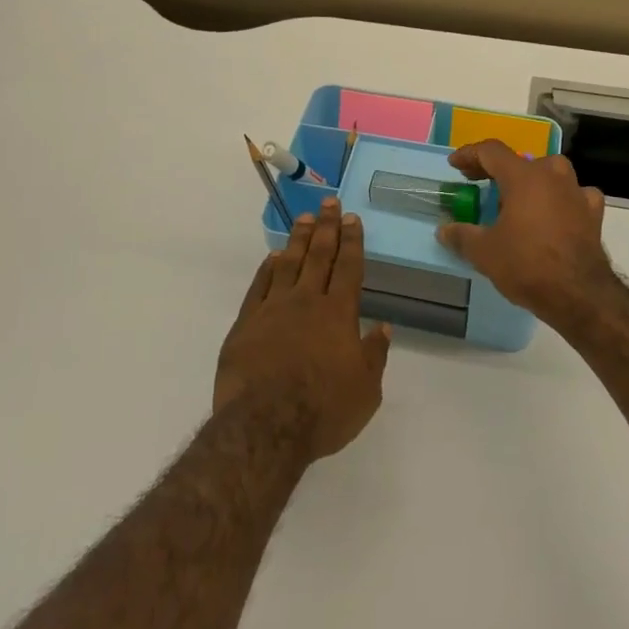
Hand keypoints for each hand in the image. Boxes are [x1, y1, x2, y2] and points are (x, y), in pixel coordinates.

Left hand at [216, 198, 392, 461]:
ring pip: (288, 263)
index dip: (352, 241)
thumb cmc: (323, 411)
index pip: (348, 267)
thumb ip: (374, 355)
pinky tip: (272, 257)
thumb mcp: (366, 391)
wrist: (264, 426)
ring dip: (298, 239)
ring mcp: (273, 309)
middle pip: (319, 255)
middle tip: (329, 203)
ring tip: (305, 219)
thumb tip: (383, 326)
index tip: (352, 218)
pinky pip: (259, 286)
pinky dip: (267, 268)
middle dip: (327, 227)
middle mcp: (306, 301)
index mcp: (338, 314)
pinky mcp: (246, 323)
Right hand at [435, 141, 616, 322]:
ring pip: (550, 174)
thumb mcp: (484, 252)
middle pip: (521, 161)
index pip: (491, 151)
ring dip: (531, 182)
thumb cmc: (527, 265)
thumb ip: (461, 236)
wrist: (579, 295)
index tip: (455, 165)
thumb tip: (444, 230)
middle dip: (498, 171)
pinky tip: (556, 214)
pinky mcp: (593, 212)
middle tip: (481, 185)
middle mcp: (552, 174)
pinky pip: (574, 195)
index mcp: (523, 176)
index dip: (469, 155)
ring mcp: (576, 191)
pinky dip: (561, 200)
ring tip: (517, 200)